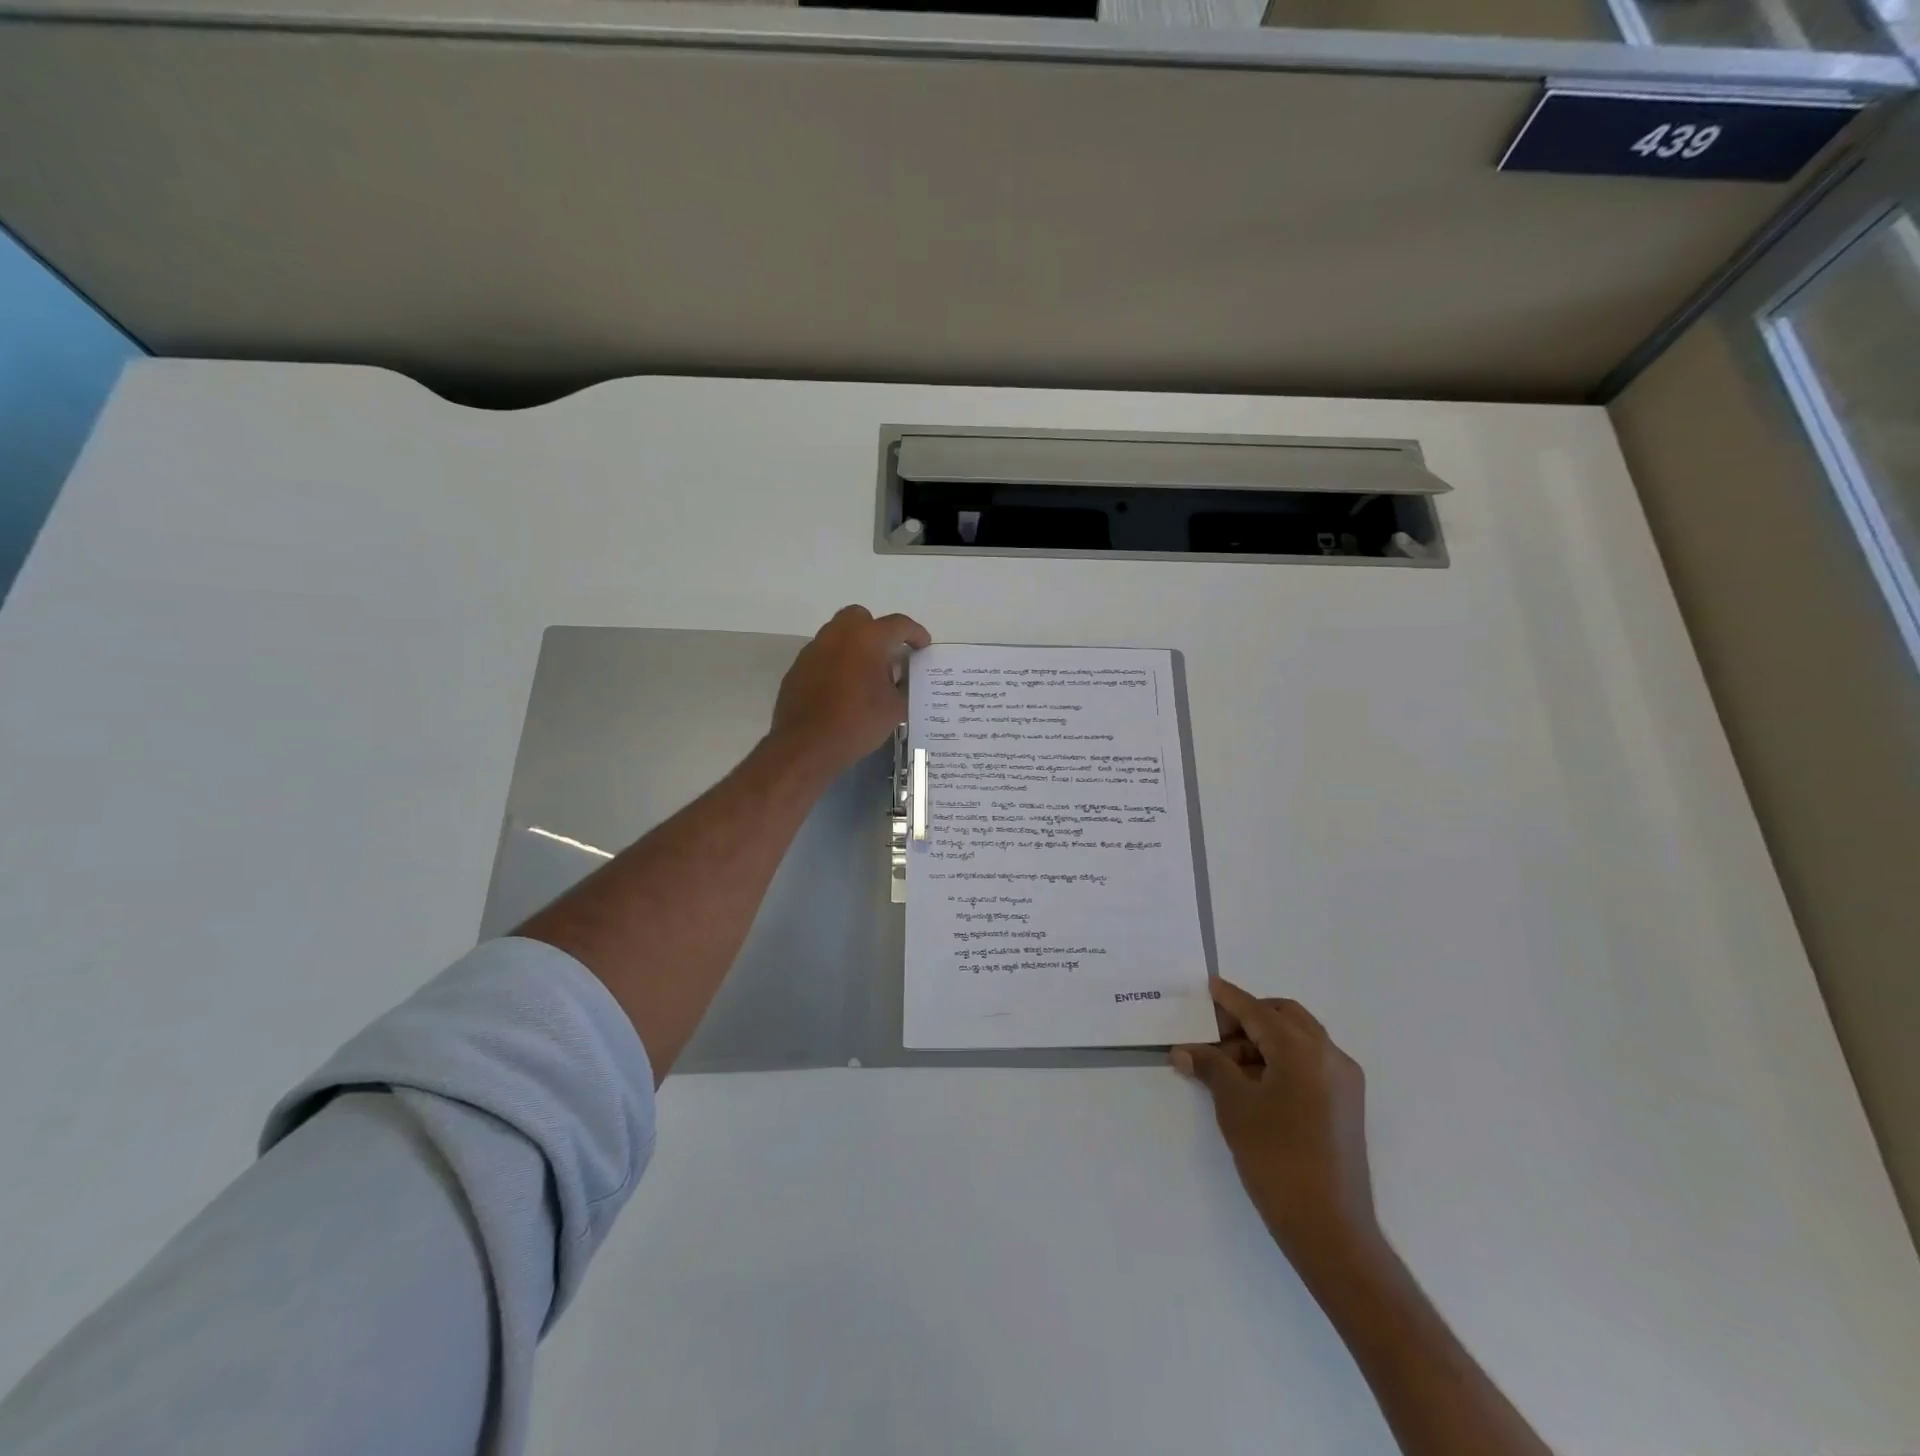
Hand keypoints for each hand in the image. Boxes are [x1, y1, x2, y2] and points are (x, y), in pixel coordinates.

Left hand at [771, 606, 931, 774]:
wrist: (806, 745)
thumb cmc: (857, 722)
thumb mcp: (895, 708)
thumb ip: (904, 687)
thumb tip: (901, 680)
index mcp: (868, 638)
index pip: (899, 625)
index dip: (916, 634)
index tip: (923, 646)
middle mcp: (838, 634)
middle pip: (861, 618)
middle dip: (877, 631)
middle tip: (888, 655)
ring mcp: (814, 649)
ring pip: (838, 635)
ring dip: (855, 646)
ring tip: (865, 675)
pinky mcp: (798, 667)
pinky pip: (823, 656)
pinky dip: (836, 663)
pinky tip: (842, 689)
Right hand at [1174, 979, 1379, 1273]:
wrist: (1330, 1229)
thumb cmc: (1276, 1159)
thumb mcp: (1235, 1106)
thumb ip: (1211, 1067)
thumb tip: (1184, 1050)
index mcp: (1303, 1050)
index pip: (1258, 1011)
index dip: (1230, 999)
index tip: (1209, 986)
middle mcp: (1330, 1056)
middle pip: (1284, 1017)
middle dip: (1248, 1018)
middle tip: (1214, 1034)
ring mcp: (1343, 1081)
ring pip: (1298, 1039)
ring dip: (1263, 1041)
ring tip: (1226, 1066)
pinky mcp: (1345, 1105)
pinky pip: (1309, 1063)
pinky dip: (1281, 1060)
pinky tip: (1254, 1083)